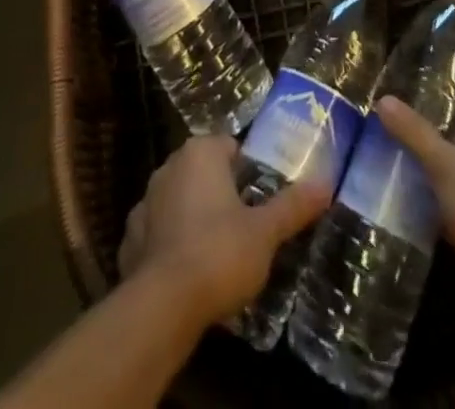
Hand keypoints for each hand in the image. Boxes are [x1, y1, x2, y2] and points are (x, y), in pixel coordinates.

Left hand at [116, 135, 328, 326]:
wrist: (161, 307)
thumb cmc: (219, 253)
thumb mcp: (266, 232)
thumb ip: (293, 206)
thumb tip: (326, 184)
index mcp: (200, 153)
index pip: (230, 147)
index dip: (249, 170)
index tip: (263, 197)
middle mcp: (168, 167)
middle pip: (204, 173)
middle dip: (222, 194)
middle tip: (248, 225)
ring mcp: (144, 204)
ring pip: (179, 203)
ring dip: (195, 219)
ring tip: (220, 254)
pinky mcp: (128, 242)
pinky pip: (158, 235)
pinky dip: (172, 247)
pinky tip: (189, 275)